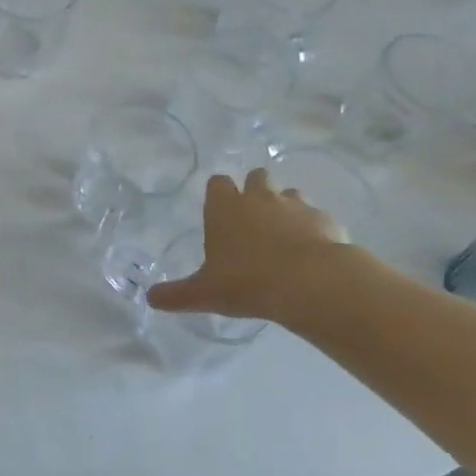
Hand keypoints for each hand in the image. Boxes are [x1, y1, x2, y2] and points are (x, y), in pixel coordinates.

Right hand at [146, 168, 360, 327]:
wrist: (311, 283)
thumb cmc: (248, 282)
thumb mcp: (205, 293)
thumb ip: (177, 294)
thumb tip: (150, 298)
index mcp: (226, 206)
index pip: (218, 182)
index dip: (219, 194)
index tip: (220, 211)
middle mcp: (260, 197)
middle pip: (257, 176)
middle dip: (256, 191)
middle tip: (254, 221)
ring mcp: (296, 205)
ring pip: (290, 193)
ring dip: (286, 208)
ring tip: (285, 237)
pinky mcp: (325, 219)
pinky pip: (317, 217)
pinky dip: (314, 229)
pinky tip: (313, 253)